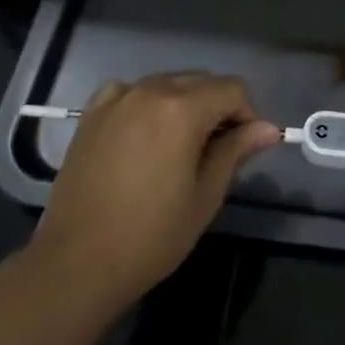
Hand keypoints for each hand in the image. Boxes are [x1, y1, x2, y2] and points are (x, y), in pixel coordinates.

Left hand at [28, 73, 280, 313]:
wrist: (76, 264)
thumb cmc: (150, 235)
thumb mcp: (205, 195)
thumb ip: (236, 151)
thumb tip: (267, 128)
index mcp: (182, 108)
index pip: (231, 90)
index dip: (246, 115)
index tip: (245, 147)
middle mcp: (150, 90)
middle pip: (201, 81)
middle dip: (217, 107)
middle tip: (217, 149)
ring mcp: (117, 98)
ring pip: (167, 83)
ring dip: (184, 104)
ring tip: (180, 146)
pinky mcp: (92, 113)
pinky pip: (131, 92)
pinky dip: (146, 103)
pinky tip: (144, 133)